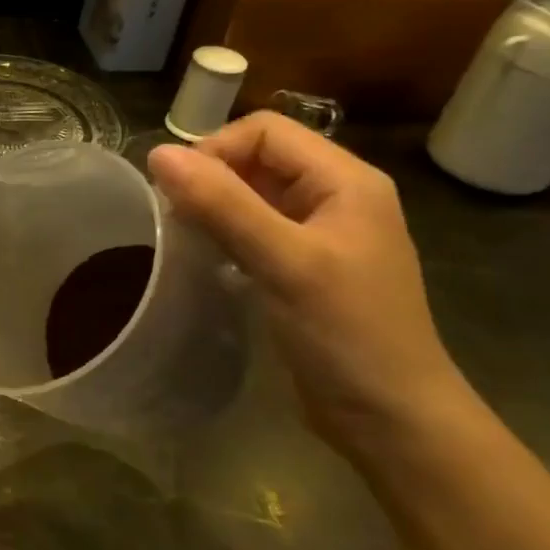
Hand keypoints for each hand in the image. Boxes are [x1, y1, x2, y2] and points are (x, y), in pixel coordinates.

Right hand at [148, 114, 467, 455]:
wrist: (391, 417)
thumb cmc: (346, 332)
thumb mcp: (284, 262)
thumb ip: (222, 204)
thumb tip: (158, 154)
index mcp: (345, 181)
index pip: (266, 131)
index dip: (215, 150)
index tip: (178, 193)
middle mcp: (335, 197)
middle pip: (258, 158)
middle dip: (210, 178)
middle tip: (175, 217)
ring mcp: (320, 234)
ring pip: (252, 194)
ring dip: (213, 206)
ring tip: (184, 237)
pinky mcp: (303, 267)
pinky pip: (253, 229)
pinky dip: (223, 234)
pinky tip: (205, 259)